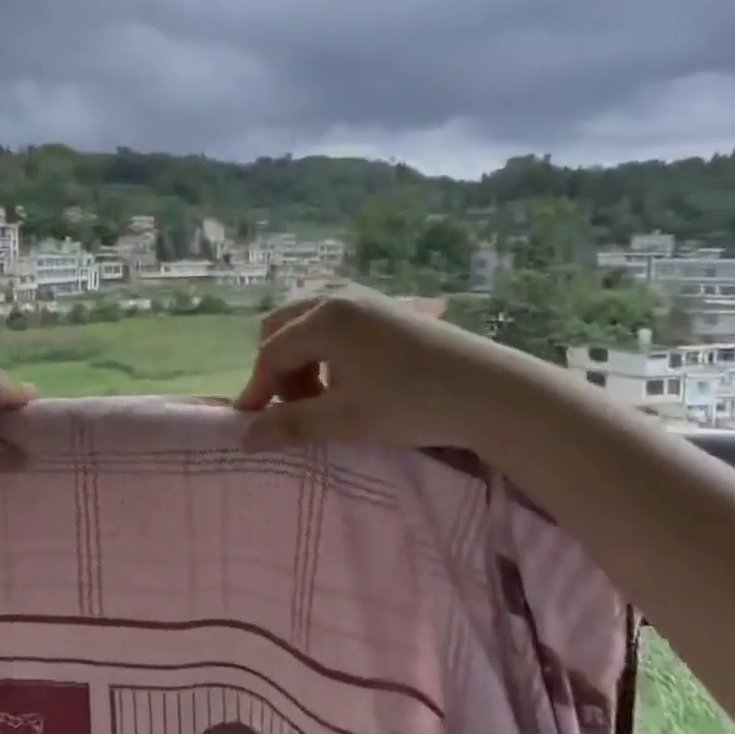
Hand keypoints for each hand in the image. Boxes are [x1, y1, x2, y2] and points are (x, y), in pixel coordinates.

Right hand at [232, 286, 541, 450]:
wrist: (490, 390)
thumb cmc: (411, 404)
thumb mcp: (345, 419)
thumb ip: (290, 425)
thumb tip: (244, 438)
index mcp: (322, 318)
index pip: (270, 353)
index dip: (258, 389)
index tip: (253, 423)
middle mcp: (335, 295)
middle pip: (280, 327)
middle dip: (277, 368)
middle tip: (294, 406)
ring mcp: (361, 295)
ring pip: (305, 320)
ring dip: (299, 356)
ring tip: (321, 394)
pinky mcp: (383, 304)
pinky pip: (331, 317)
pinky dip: (323, 345)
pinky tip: (346, 376)